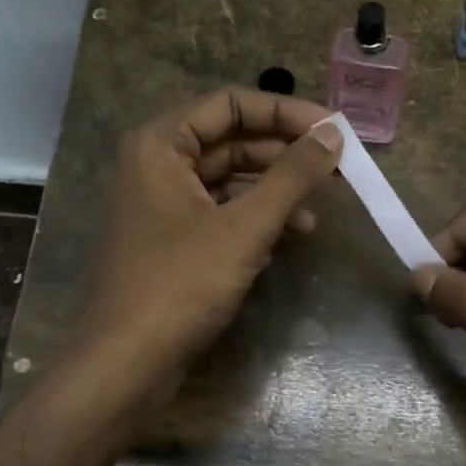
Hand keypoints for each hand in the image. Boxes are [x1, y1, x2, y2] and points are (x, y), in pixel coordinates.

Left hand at [75, 88, 342, 391]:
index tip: (333, 130)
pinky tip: (291, 237)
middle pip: (232, 140)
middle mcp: (158, 164)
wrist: (129, 361)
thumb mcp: (245, 226)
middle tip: (337, 168)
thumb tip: (333, 135)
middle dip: (285, 154)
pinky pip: (223, 213)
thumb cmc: (182, 283)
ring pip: (231, 180)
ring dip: (276, 191)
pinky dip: (257, 220)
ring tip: (318, 212)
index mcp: (161, 144)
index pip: (231, 104)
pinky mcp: (175, 240)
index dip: (285, 112)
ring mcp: (165, 204)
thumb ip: (292, 176)